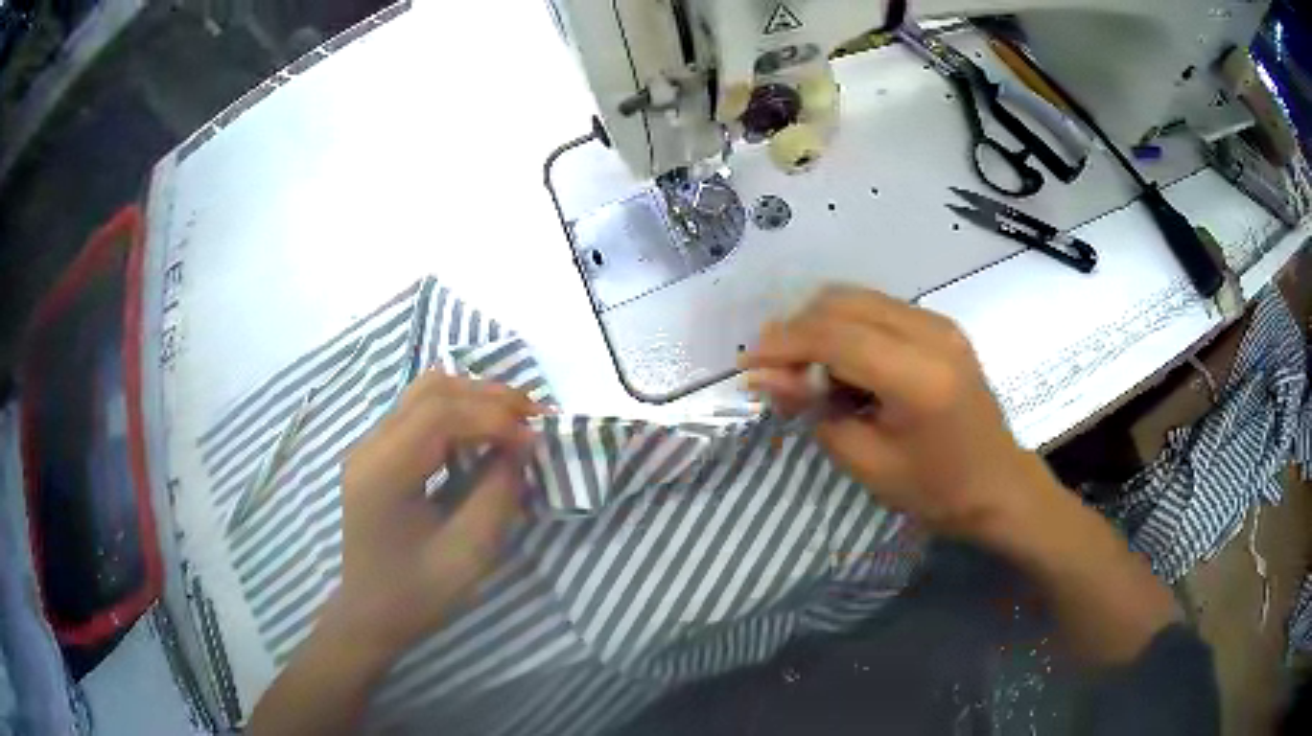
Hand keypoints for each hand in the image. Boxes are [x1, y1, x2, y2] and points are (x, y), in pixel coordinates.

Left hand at [327, 372, 542, 656]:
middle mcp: (370, 445)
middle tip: (536, 417)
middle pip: (432, 390)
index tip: (535, 439)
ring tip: (515, 420)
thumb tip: (519, 449)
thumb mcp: (467, 555)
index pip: (440, 414)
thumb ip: (496, 496)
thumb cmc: (416, 593)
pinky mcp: (378, 452)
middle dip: (489, 397)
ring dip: (475, 398)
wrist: (369, 614)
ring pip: (426, 392)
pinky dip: (459, 411)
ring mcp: (370, 444)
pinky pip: (420, 411)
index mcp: (383, 471)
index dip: (494, 416)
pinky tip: (484, 431)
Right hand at [742, 287, 1061, 542]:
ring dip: (821, 326)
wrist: (997, 484)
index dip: (783, 345)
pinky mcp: (941, 325)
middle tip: (774, 371)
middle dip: (797, 329)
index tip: (747, 364)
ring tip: (806, 372)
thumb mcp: (866, 461)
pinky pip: (878, 309)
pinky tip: (842, 365)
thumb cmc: (934, 490)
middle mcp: (931, 332)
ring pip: (858, 298)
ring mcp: (940, 323)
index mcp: (918, 376)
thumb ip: (813, 411)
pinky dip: (847, 328)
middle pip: (842, 302)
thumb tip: (763, 377)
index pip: (834, 336)